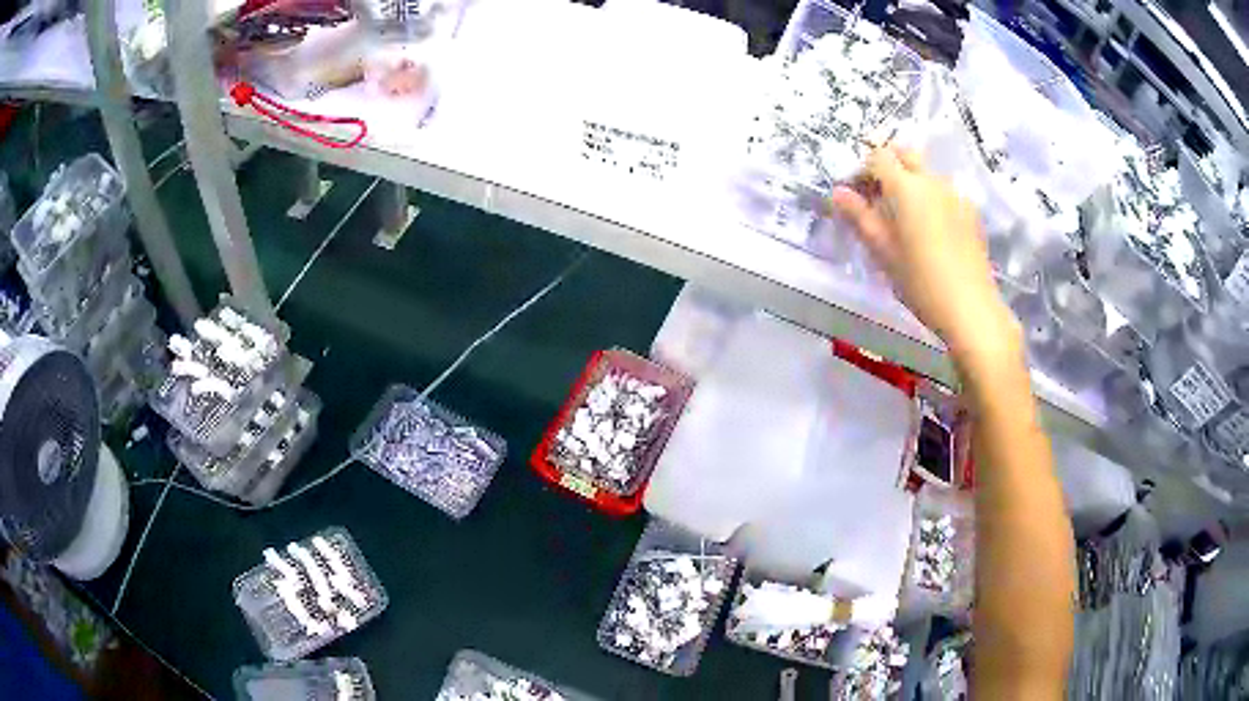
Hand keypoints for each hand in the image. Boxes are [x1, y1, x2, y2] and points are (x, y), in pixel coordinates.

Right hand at [829, 145, 1019, 371]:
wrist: (970, 309)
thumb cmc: (920, 282)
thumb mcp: (883, 252)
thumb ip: (860, 217)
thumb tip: (838, 193)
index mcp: (906, 187)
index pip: (878, 157)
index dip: (862, 170)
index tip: (855, 194)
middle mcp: (932, 181)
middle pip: (905, 154)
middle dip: (888, 166)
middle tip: (878, 196)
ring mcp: (955, 195)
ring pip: (927, 172)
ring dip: (911, 182)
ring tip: (904, 217)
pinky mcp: (971, 212)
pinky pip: (945, 192)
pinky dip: (931, 198)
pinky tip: (930, 231)